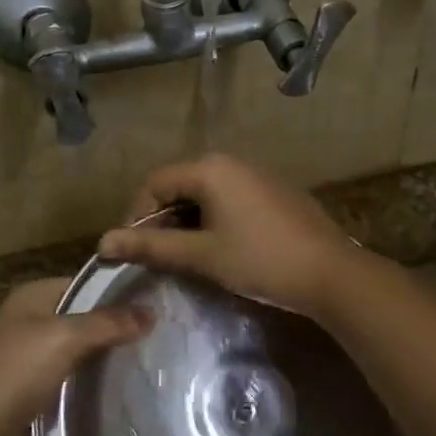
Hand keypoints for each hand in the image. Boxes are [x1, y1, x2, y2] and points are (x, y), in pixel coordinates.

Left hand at [0, 278, 149, 435]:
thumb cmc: (14, 373)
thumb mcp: (63, 338)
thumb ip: (108, 323)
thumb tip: (152, 311)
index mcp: (34, 297)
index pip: (87, 284)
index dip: (120, 290)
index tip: (161, 299)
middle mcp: (35, 323)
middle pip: (88, 318)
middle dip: (121, 326)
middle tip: (169, 332)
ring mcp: (37, 360)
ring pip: (86, 352)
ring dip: (112, 358)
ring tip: (161, 359)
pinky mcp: (42, 393)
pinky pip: (79, 382)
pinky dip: (100, 385)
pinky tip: (134, 387)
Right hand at [95, 154, 358, 317]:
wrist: (332, 274)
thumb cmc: (260, 260)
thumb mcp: (201, 255)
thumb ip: (151, 247)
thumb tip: (103, 243)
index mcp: (210, 169)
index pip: (155, 183)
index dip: (136, 216)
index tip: (132, 251)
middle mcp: (232, 162)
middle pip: (180, 185)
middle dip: (163, 220)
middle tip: (157, 257)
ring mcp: (257, 175)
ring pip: (206, 194)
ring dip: (188, 222)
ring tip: (186, 257)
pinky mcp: (275, 191)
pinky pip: (230, 198)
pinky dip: (214, 220)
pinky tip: (220, 249)